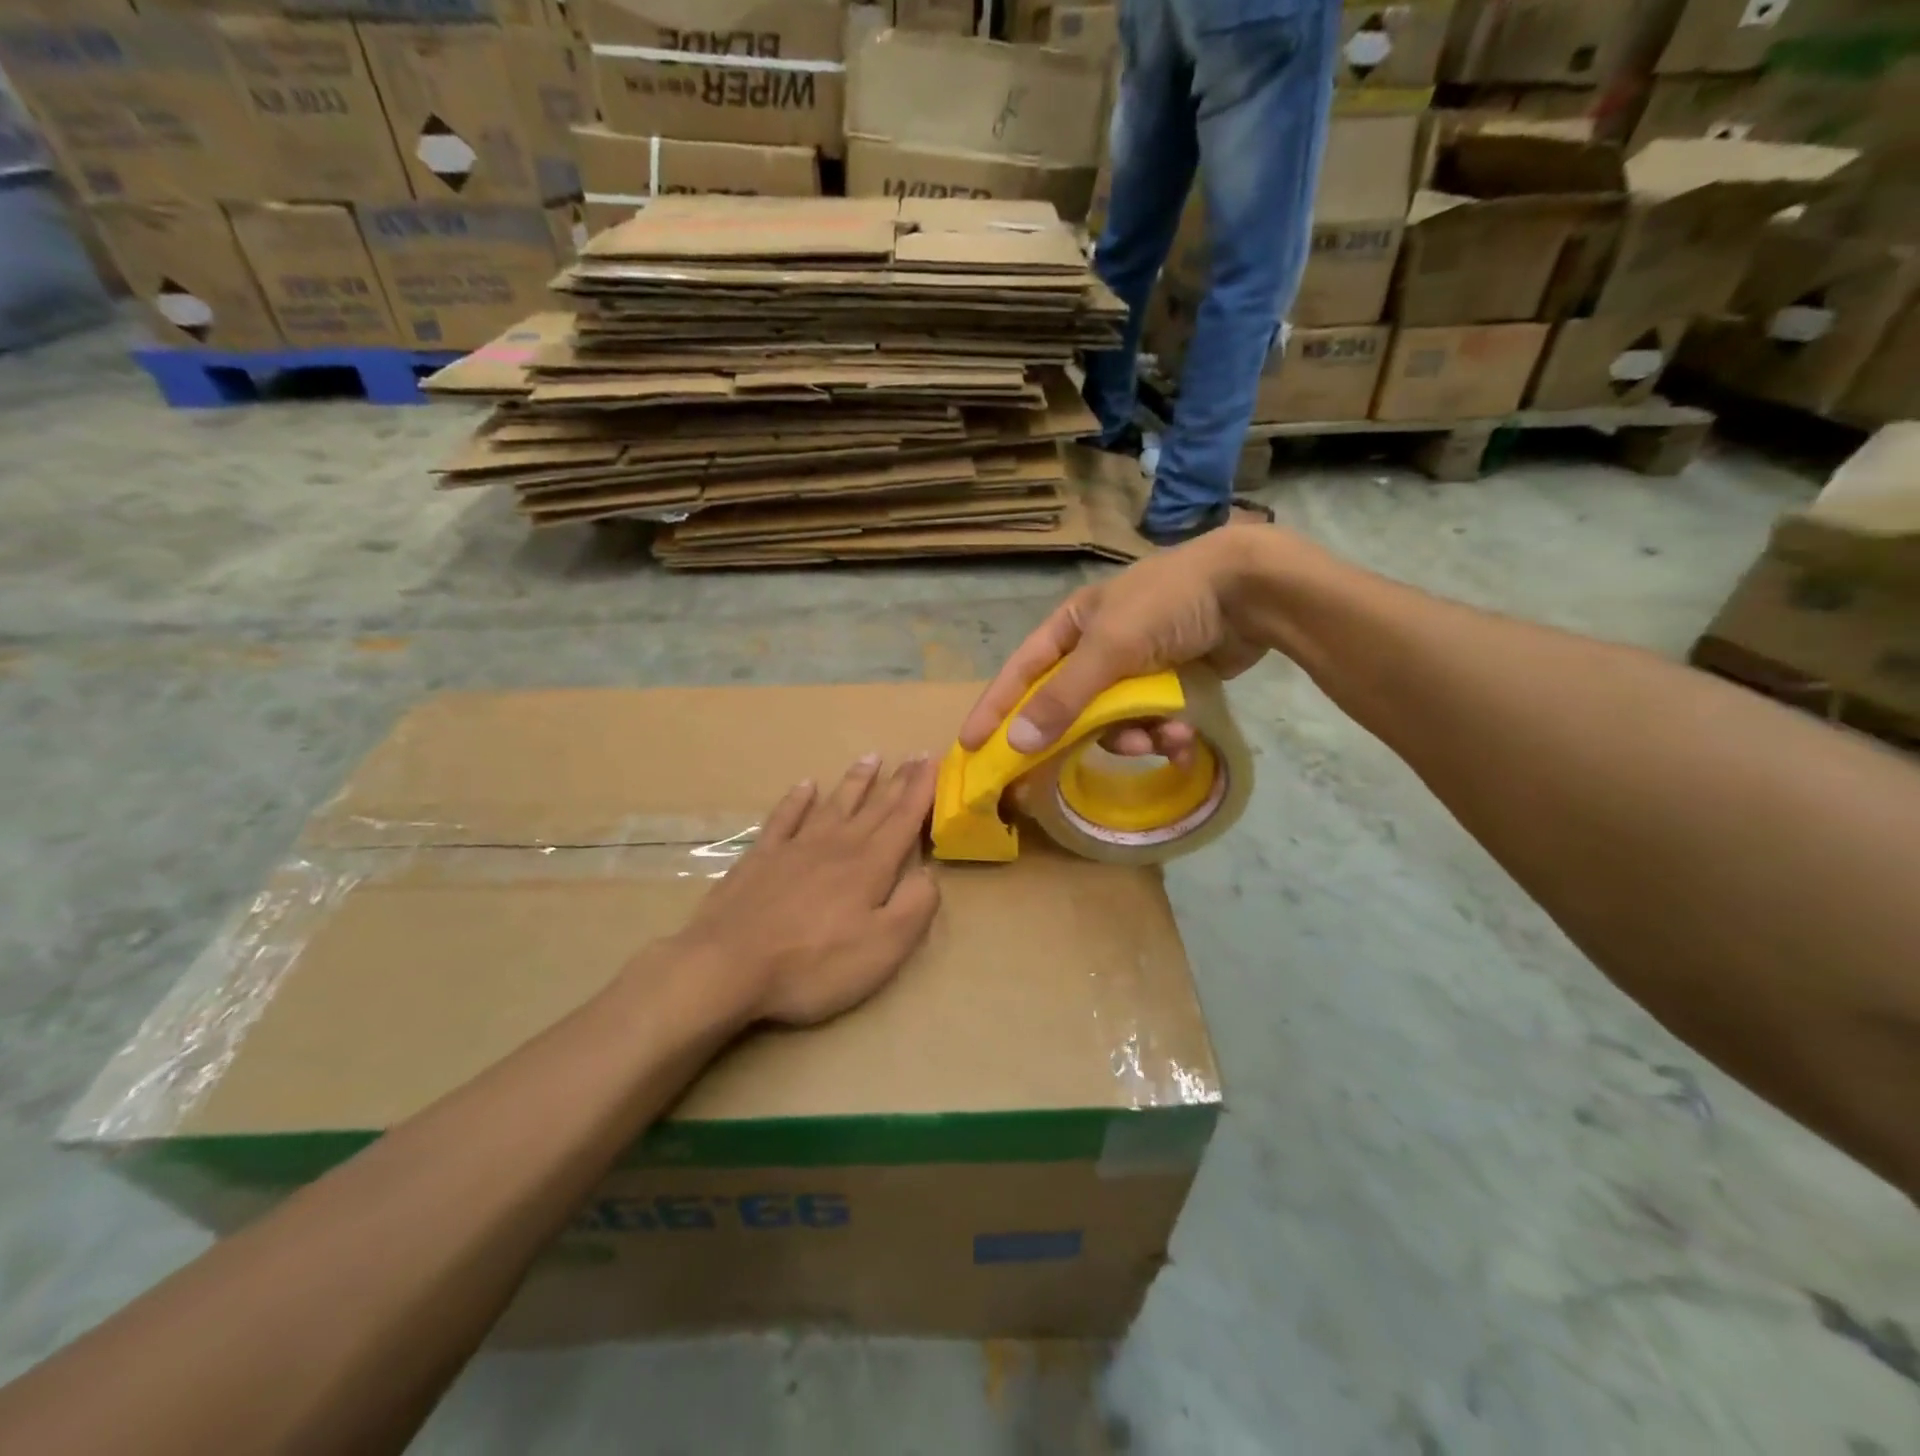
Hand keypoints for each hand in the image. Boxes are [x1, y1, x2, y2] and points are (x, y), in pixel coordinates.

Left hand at [671, 755, 940, 1026]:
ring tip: (871, 757)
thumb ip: (915, 906)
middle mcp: (836, 845)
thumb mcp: (883, 947)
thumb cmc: (814, 964)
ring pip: (834, 804)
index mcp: (870, 866)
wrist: (728, 966)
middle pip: (874, 807)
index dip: (922, 790)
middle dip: (899, 780)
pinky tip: (805, 786)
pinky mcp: (760, 857)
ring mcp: (795, 847)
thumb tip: (928, 873)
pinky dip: (797, 800)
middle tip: (916, 753)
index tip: (934, 759)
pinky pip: (784, 817)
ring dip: (855, 781)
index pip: (904, 819)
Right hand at [958, 526, 1271, 758]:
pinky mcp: (1171, 684)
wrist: (1251, 590)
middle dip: (1083, 736)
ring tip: (1162, 738)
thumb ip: (1064, 697)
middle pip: (1070, 707)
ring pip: (1116, 722)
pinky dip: (1166, 735)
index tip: (971, 746)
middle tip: (1061, 777)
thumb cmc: (1168, 604)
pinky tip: (1185, 742)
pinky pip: (1153, 722)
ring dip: (1136, 738)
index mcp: (1072, 627)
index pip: (1021, 673)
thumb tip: (1018, 743)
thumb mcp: (1110, 648)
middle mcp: (1098, 648)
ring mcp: (1136, 668)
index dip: (995, 709)